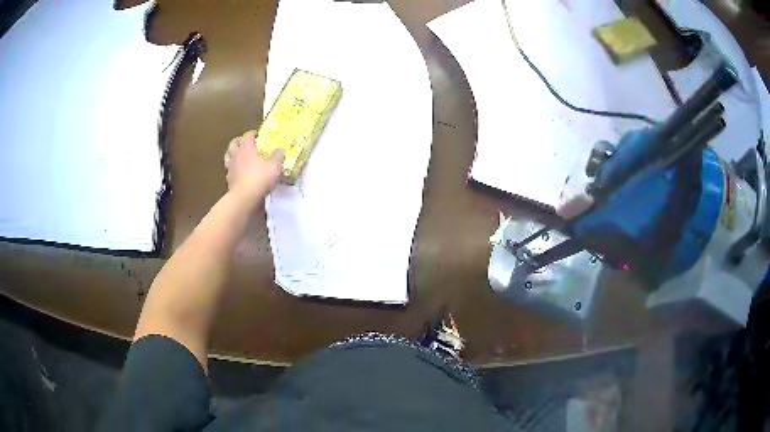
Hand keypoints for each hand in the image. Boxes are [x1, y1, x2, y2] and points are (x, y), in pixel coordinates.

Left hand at [224, 130, 284, 201]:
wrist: (245, 197)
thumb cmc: (260, 178)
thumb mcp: (275, 166)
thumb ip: (278, 156)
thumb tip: (280, 149)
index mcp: (247, 148)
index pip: (247, 135)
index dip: (252, 134)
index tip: (257, 135)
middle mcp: (237, 155)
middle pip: (234, 143)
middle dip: (239, 141)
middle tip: (245, 143)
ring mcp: (231, 167)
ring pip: (228, 156)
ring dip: (233, 154)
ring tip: (239, 156)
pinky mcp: (229, 180)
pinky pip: (229, 170)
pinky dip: (233, 169)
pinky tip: (238, 172)